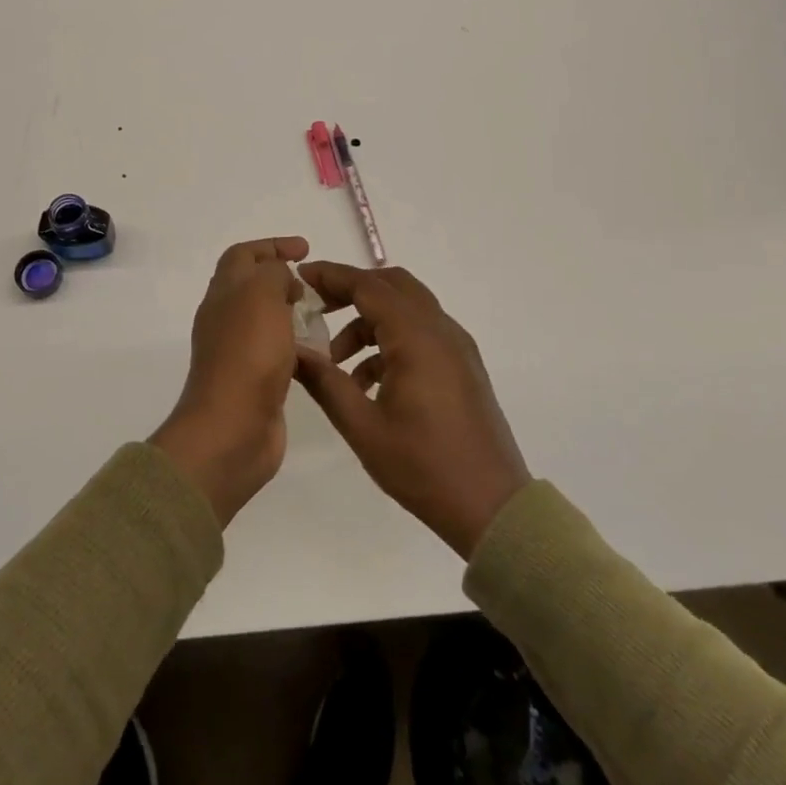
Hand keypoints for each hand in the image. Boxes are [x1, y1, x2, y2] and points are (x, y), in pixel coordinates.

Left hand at [151, 237, 309, 525]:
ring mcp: (240, 352)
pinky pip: (279, 353)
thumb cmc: (248, 354)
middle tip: (318, 285)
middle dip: (285, 279)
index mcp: (223, 293)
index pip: (243, 255)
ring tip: (327, 316)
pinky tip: (323, 354)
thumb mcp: (261, 295)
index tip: (305, 250)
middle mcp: (226, 319)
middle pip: (253, 286)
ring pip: (268, 320)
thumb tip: (283, 280)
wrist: (232, 429)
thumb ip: (273, 274)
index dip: (272, 246)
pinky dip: (300, 347)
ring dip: (295, 313)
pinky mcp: (256, 382)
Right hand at [294, 263, 529, 558]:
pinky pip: (421, 333)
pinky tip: (367, 381)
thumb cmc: (424, 467)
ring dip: (369, 320)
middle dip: (351, 290)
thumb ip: (325, 382)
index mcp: (417, 338)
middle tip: (317, 308)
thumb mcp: (363, 427)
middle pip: (392, 286)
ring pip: (407, 309)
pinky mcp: (462, 365)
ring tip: (336, 360)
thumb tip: (292, 350)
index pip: (368, 286)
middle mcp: (441, 330)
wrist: (492, 508)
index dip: (331, 276)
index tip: (299, 278)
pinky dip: (391, 339)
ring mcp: (456, 347)